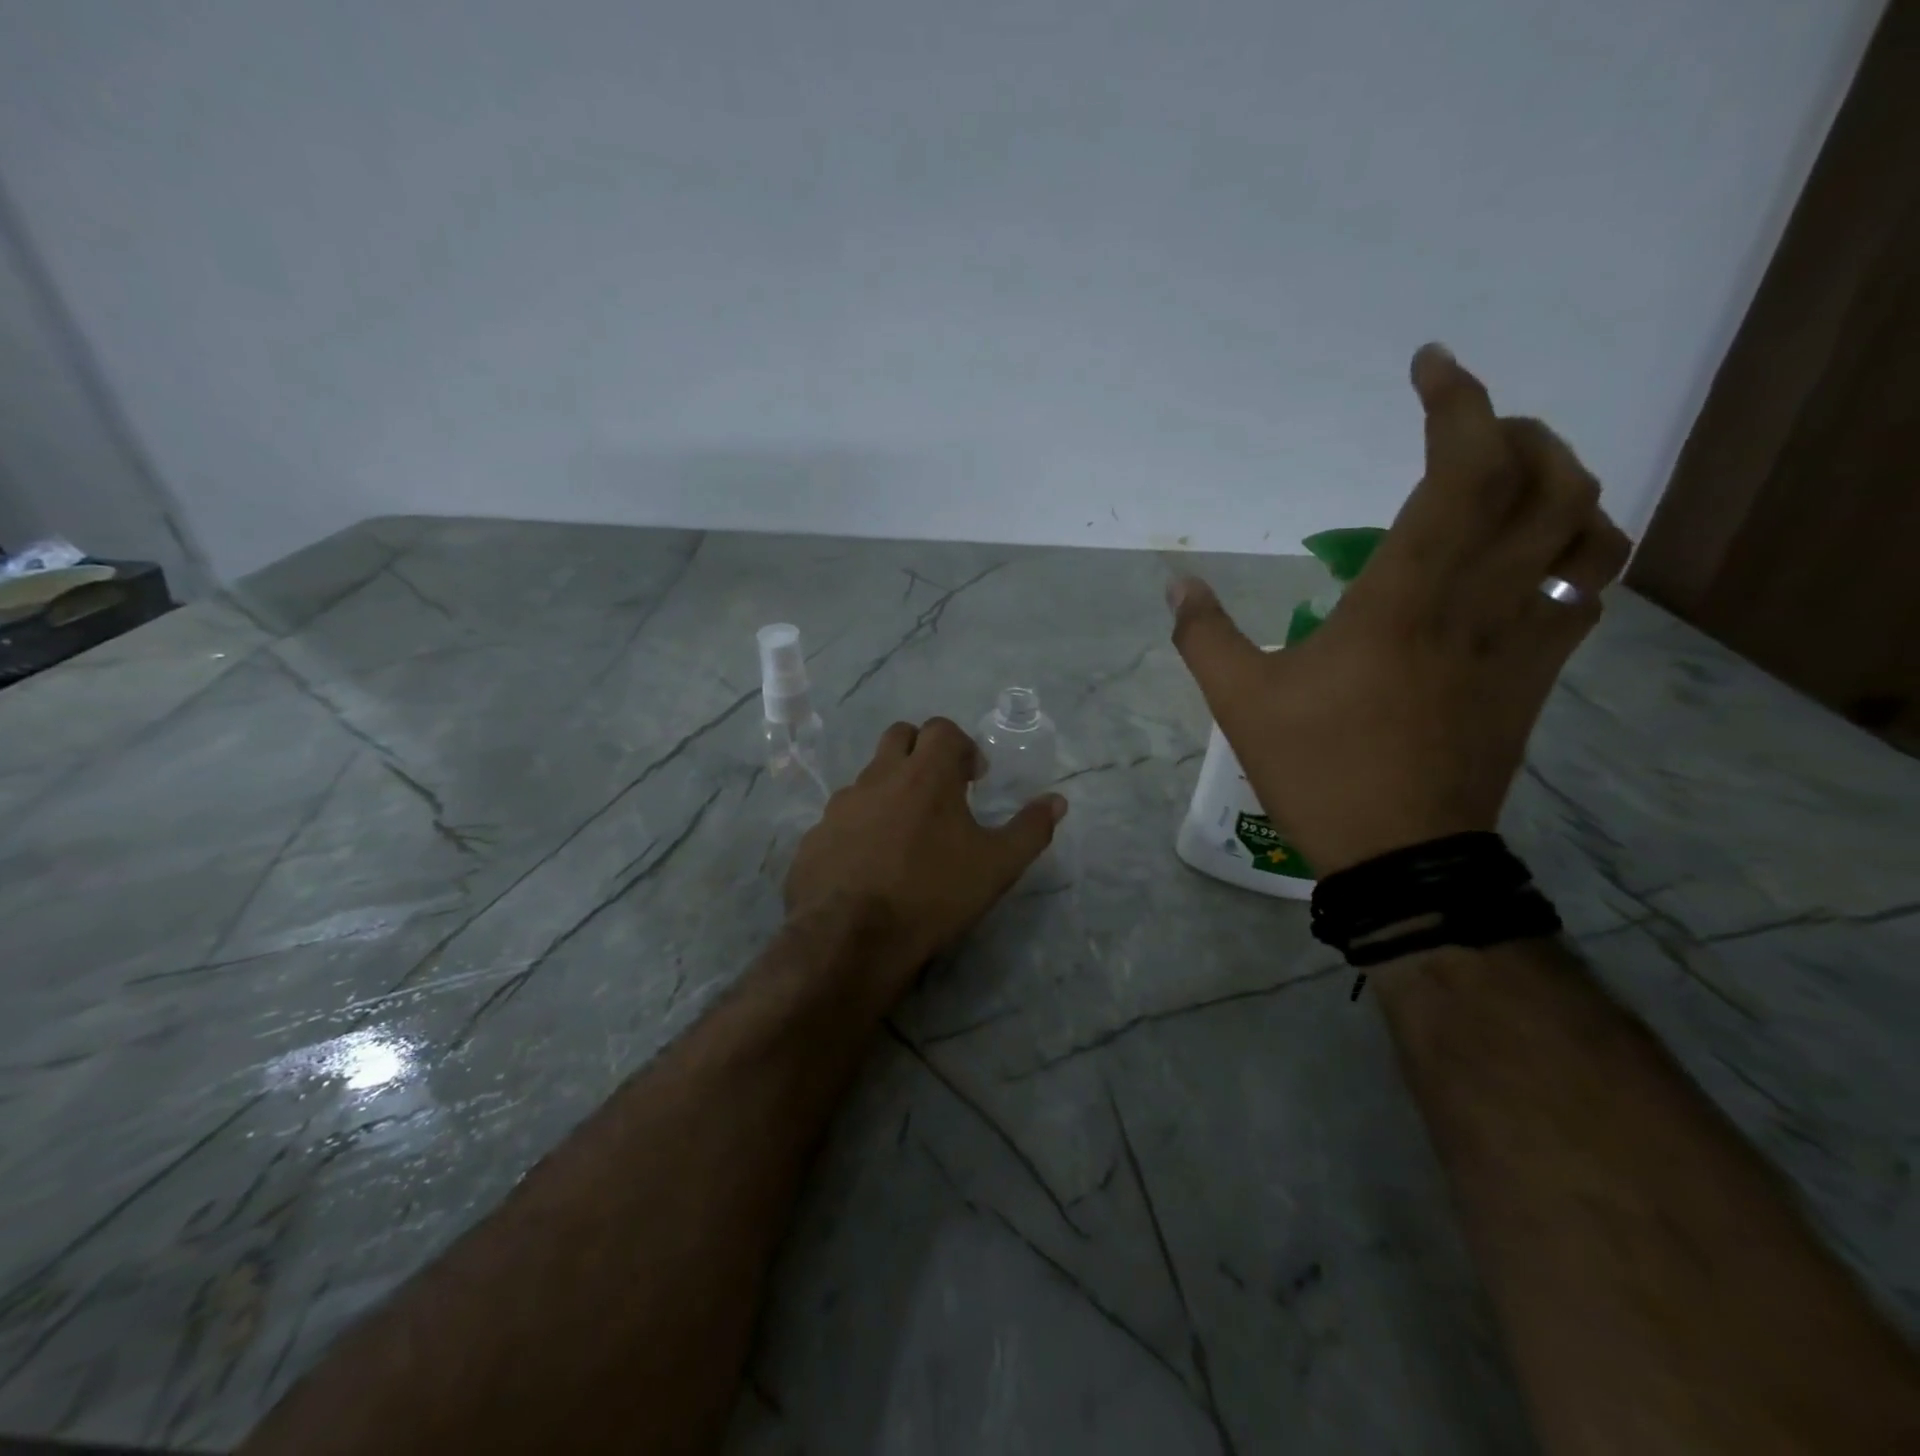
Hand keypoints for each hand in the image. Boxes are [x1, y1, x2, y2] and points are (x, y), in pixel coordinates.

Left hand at [784, 717, 1066, 1001]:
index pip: (942, 729)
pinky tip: (870, 863)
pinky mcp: (815, 835)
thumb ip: (1030, 829)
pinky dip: (861, 826)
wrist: (850, 940)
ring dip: (890, 789)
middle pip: (900, 736)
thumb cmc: (932, 895)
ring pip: (869, 777)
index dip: (962, 746)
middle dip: (922, 751)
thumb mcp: (997, 867)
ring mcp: (840, 805)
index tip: (973, 779)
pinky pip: (842, 817)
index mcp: (925, 774)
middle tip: (939, 790)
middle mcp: (879, 777)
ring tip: (905, 834)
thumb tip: (1057, 801)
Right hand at [1170, 344, 1632, 875]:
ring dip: (1560, 479)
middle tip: (1464, 431)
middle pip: (1548, 479)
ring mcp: (1524, 636)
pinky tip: (1534, 551)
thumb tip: (1176, 586)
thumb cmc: (1319, 770)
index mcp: (1403, 597)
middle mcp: (1480, 599)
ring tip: (1508, 479)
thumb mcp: (1239, 702)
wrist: (1402, 854)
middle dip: (1516, 431)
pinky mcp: (1541, 672)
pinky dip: (1577, 543)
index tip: (1430, 366)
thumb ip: (1203, 635)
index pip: (1461, 470)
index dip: (1457, 402)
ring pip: (1588, 526)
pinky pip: (1590, 584)